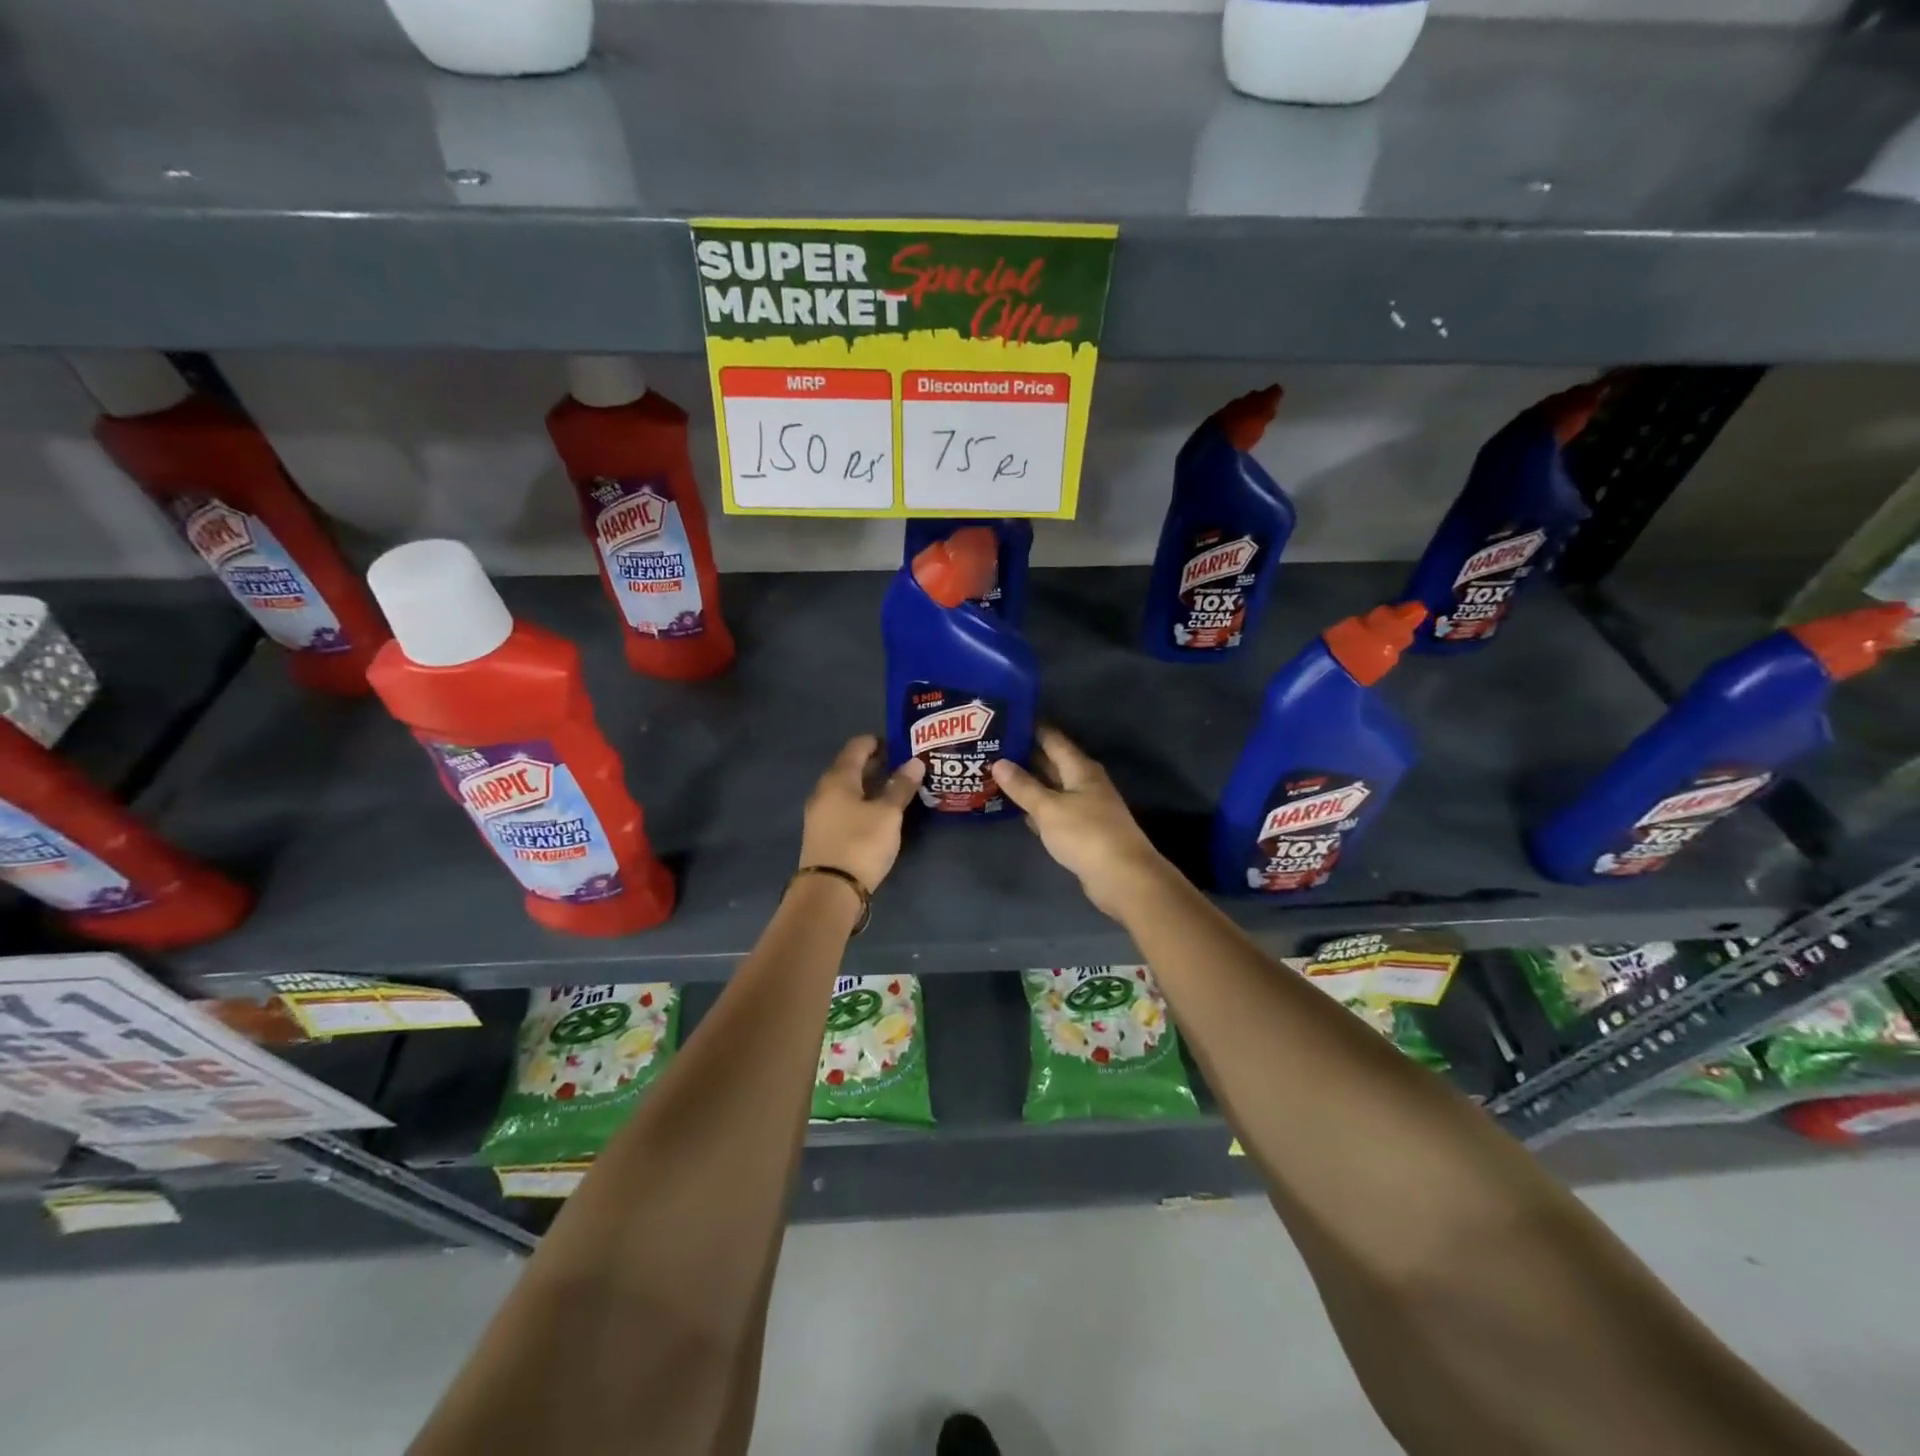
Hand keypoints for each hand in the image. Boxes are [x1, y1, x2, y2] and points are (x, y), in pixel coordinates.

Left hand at [799, 735, 924, 891]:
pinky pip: (844, 806)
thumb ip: (901, 786)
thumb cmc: (860, 843)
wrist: (829, 890)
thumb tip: (915, 761)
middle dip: (876, 763)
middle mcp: (824, 790)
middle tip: (904, 765)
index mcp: (838, 778)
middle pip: (850, 767)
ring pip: (847, 788)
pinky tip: (879, 811)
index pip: (857, 746)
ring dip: (869, 784)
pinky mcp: (823, 832)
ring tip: (896, 788)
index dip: (878, 741)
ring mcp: (820, 812)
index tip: (901, 744)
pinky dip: (862, 801)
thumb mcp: (888, 814)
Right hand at [991, 726, 1172, 919]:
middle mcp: (1084, 782)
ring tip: (994, 775)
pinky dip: (1036, 807)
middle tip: (990, 748)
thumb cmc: (1086, 834)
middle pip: (1051, 762)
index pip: (1052, 738)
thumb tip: (999, 762)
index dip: (1029, 728)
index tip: (1003, 720)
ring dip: (1028, 783)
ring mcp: (1085, 806)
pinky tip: (1016, 809)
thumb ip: (1023, 786)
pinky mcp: (1082, 829)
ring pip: (1051, 787)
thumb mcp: (1049, 808)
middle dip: (1023, 755)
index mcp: (1080, 768)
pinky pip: (1054, 810)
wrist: (1122, 877)